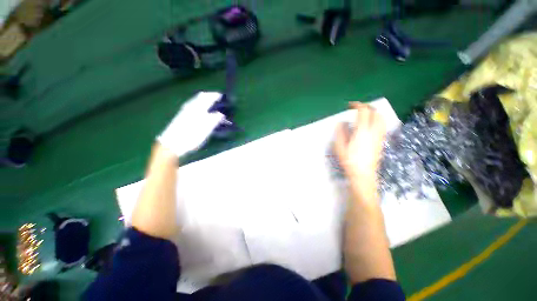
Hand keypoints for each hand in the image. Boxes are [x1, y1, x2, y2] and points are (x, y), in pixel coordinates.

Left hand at [158, 92, 224, 156]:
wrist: (171, 145)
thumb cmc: (190, 138)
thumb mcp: (204, 131)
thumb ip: (213, 121)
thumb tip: (220, 114)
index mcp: (196, 110)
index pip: (207, 98)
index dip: (214, 96)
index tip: (221, 96)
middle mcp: (190, 108)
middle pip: (200, 97)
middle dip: (209, 96)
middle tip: (217, 98)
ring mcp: (184, 111)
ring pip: (195, 101)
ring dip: (204, 100)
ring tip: (211, 102)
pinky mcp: (181, 116)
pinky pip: (192, 105)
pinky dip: (199, 104)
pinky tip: (200, 109)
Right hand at [334, 103, 385, 195]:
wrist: (363, 174)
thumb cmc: (349, 161)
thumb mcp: (339, 147)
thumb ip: (340, 133)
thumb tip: (340, 123)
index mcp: (361, 131)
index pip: (363, 112)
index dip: (358, 105)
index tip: (351, 105)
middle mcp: (373, 131)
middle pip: (375, 113)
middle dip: (367, 107)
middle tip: (358, 108)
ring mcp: (379, 136)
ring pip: (382, 119)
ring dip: (374, 113)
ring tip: (366, 114)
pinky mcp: (381, 141)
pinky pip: (382, 126)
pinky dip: (377, 120)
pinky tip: (371, 125)